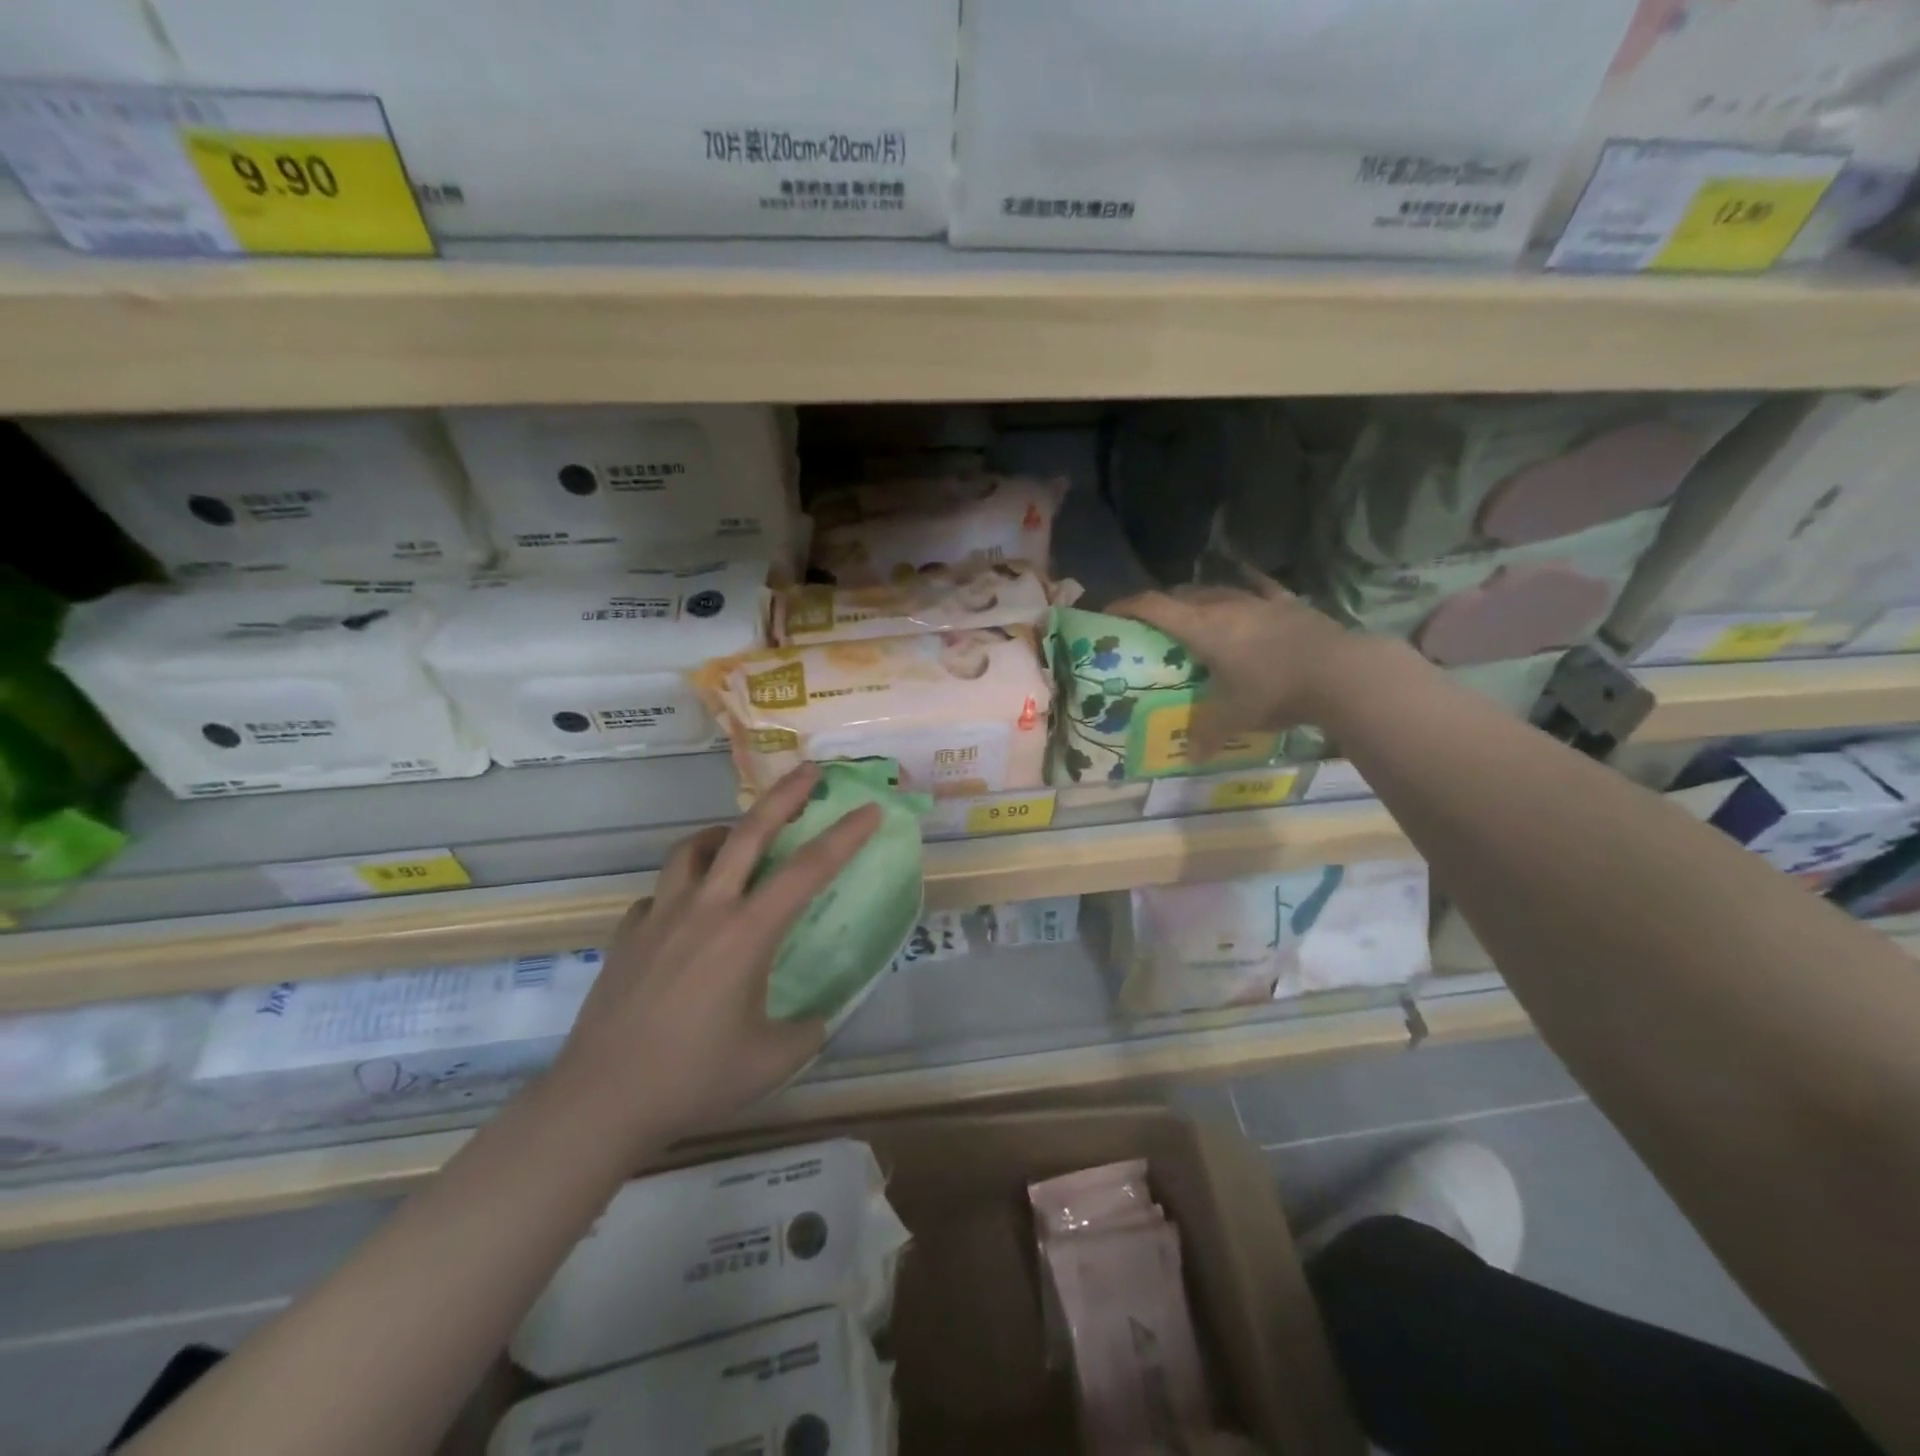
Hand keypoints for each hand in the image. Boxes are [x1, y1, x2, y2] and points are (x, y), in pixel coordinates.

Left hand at [549, 764, 880, 1149]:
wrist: (601, 1100)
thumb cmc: (693, 1078)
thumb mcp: (772, 1061)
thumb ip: (808, 1031)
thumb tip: (819, 1016)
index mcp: (747, 933)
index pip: (808, 869)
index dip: (844, 835)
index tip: (870, 809)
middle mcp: (706, 909)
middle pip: (748, 832)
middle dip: (785, 795)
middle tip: (810, 771)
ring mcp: (660, 916)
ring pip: (692, 848)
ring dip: (723, 832)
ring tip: (738, 837)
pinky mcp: (628, 933)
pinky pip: (660, 892)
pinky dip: (682, 886)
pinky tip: (688, 911)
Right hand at [1109, 576, 1368, 761]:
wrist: (1340, 673)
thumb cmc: (1273, 691)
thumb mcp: (1233, 718)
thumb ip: (1206, 735)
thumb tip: (1190, 757)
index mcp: (1202, 628)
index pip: (1153, 607)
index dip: (1126, 605)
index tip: (1109, 610)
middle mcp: (1224, 606)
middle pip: (1182, 595)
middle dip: (1161, 605)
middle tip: (1152, 625)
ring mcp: (1259, 601)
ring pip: (1217, 589)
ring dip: (1198, 598)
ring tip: (1192, 612)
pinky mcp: (1288, 604)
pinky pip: (1260, 587)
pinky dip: (1245, 584)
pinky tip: (1243, 582)